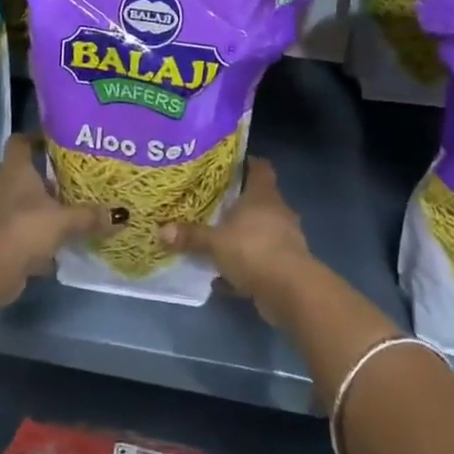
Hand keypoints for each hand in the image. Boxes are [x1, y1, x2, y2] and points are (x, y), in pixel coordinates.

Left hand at [0, 136, 113, 303]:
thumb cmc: (25, 229)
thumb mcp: (65, 221)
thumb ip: (91, 216)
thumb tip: (122, 214)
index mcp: (15, 170)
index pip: (20, 142)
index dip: (37, 137)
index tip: (60, 140)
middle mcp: (3, 186)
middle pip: (26, 172)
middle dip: (50, 175)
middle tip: (78, 177)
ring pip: (24, 201)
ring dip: (45, 205)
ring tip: (74, 207)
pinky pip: (22, 227)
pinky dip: (39, 232)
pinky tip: (61, 240)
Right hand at [160, 159, 310, 326]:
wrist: (291, 291)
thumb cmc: (254, 251)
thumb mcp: (215, 243)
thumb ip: (190, 236)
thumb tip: (161, 230)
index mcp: (263, 195)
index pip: (260, 167)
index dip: (246, 163)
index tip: (227, 165)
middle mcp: (277, 211)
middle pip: (257, 199)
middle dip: (236, 202)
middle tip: (210, 202)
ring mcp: (284, 238)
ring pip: (259, 230)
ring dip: (240, 235)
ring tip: (214, 239)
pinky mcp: (285, 264)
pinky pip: (260, 258)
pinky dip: (244, 264)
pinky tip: (224, 276)